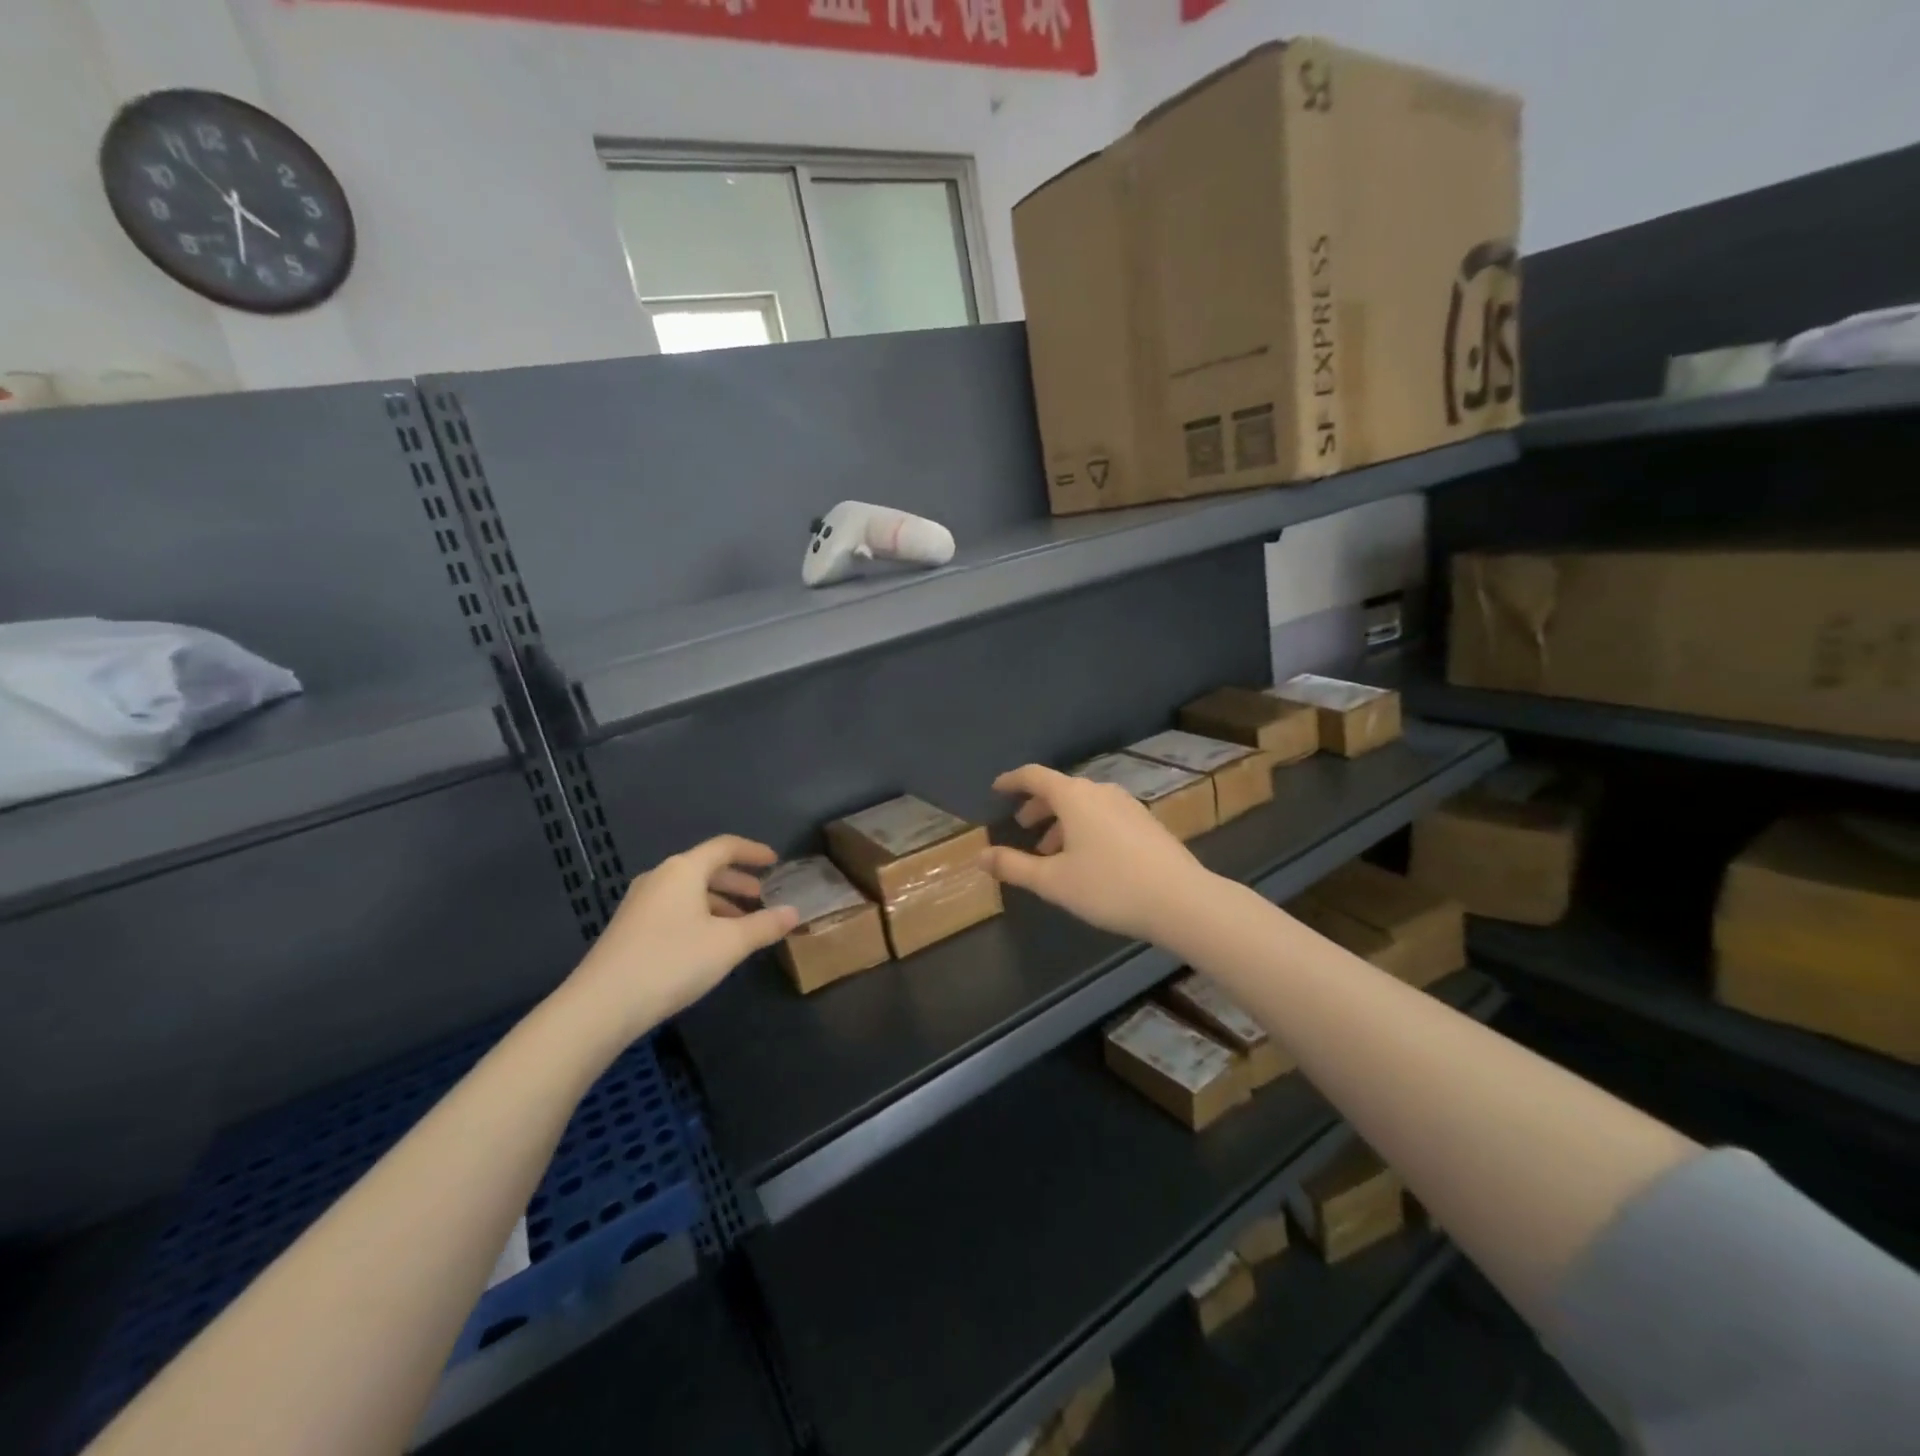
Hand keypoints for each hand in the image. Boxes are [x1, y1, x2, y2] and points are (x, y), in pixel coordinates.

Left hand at [561, 836, 798, 1036]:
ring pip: (689, 892)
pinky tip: (709, 943)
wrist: (601, 1005)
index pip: (725, 846)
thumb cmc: (672, 961)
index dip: (753, 851)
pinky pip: (674, 909)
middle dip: (737, 881)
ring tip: (741, 924)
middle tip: (762, 897)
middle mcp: (660, 878)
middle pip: (705, 868)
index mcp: (683, 870)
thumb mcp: (729, 944)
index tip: (775, 861)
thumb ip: (764, 925)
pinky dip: (699, 916)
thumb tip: (794, 912)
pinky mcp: (629, 928)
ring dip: (719, 902)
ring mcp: (640, 903)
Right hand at [982, 765, 1214, 944]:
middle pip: (1060, 789)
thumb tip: (979, 856)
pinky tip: (1086, 859)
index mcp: (1074, 797)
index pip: (1034, 775)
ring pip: (1084, 804)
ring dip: (1061, 822)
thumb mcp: (1053, 881)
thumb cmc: (1109, 886)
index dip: (1011, 780)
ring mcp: (1127, 805)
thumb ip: (1013, 866)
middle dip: (1037, 806)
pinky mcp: (1146, 822)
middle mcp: (1100, 791)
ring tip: (1050, 852)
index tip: (996, 789)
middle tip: (1021, 826)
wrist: (1181, 900)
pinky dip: (1084, 827)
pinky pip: (1104, 815)